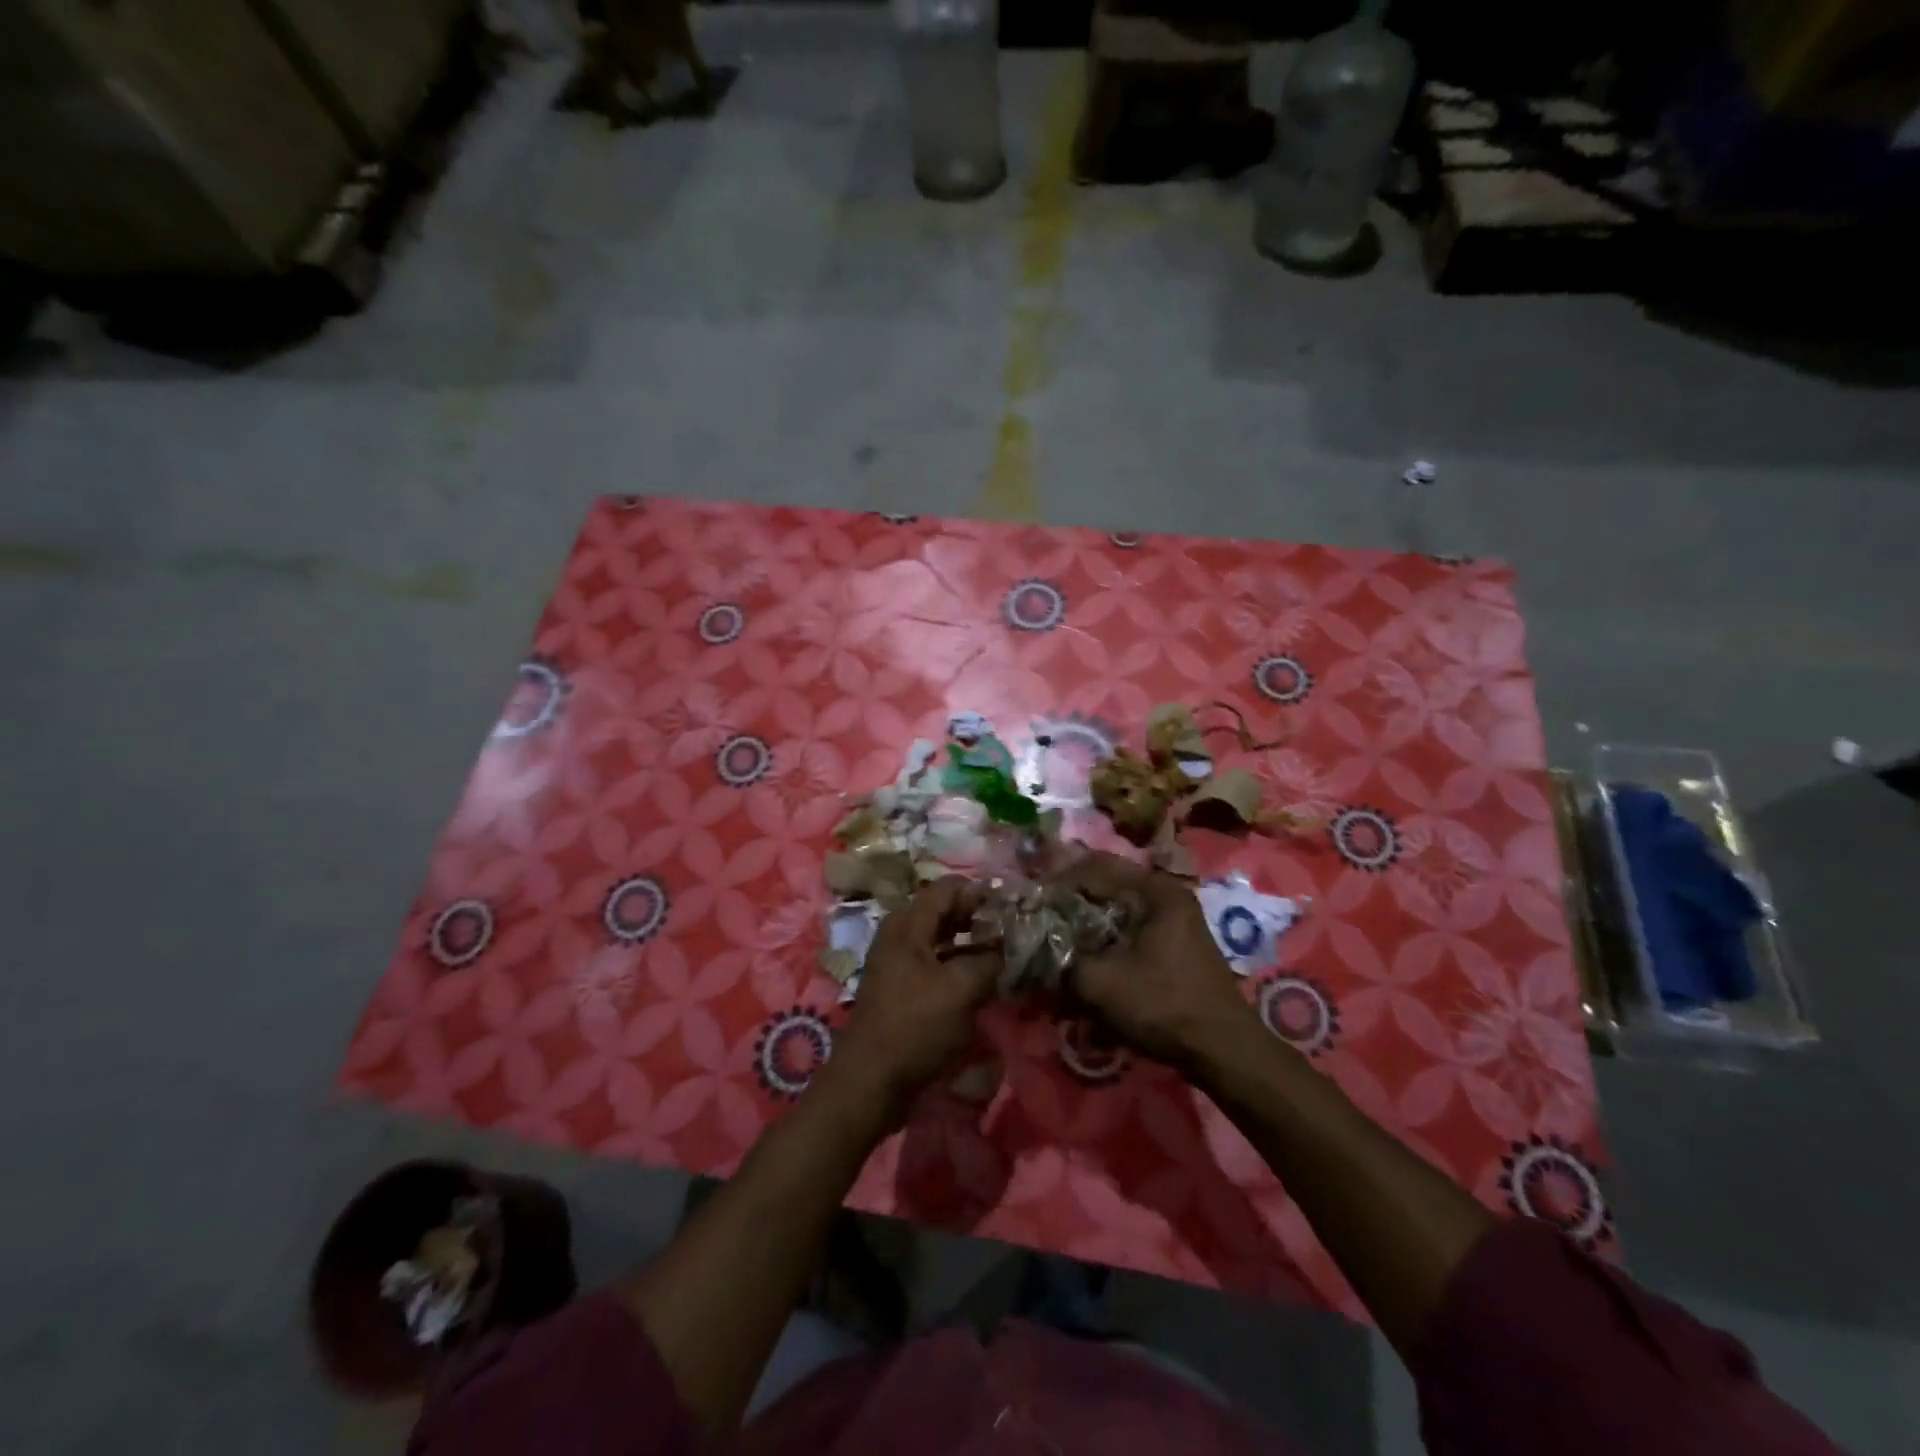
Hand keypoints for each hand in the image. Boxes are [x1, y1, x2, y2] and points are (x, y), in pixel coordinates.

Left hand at [831, 877, 998, 1112]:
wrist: (870, 1081)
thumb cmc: (915, 1027)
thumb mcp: (961, 989)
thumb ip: (989, 960)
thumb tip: (1008, 946)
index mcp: (908, 924)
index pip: (950, 889)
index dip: (982, 894)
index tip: (1014, 909)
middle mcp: (900, 935)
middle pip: (945, 912)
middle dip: (979, 918)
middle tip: (1014, 932)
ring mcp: (899, 962)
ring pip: (942, 939)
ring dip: (971, 944)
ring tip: (1004, 955)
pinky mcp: (903, 989)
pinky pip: (936, 964)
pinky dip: (959, 965)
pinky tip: (983, 981)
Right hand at [1053, 851, 1254, 1072]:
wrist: (1224, 1050)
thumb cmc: (1164, 1006)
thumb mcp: (1102, 983)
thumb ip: (1061, 959)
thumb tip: (1034, 947)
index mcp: (1156, 890)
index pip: (1094, 868)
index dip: (1058, 884)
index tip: (1032, 903)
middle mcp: (1167, 895)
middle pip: (1106, 885)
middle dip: (1070, 903)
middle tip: (1040, 920)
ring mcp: (1174, 919)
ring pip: (1117, 908)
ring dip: (1086, 921)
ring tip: (1058, 939)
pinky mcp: (1174, 943)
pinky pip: (1130, 927)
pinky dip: (1105, 938)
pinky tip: (1086, 958)